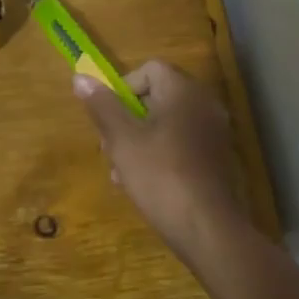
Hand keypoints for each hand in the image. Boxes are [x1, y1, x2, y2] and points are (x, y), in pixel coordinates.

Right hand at [74, 60, 250, 264]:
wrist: (208, 228)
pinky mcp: (217, 159)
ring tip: (121, 172)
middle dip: (128, 119)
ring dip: (140, 141)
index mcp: (184, 91)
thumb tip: (81, 77)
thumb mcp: (122, 140)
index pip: (150, 69)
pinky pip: (182, 144)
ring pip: (167, 124)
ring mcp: (215, 133)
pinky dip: (161, 155)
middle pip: (157, 97)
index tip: (109, 117)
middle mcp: (205, 105)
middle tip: (110, 148)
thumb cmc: (160, 176)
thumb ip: (102, 106)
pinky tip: (144, 184)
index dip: (123, 88)